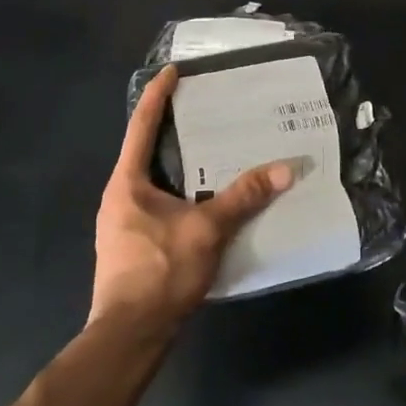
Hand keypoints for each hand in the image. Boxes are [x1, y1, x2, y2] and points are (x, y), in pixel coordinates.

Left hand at [92, 65, 292, 334]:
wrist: (130, 334)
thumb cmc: (160, 271)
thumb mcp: (207, 229)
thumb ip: (244, 197)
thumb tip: (286, 169)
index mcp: (127, 183)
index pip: (141, 126)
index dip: (157, 95)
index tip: (172, 71)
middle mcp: (119, 197)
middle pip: (145, 151)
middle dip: (172, 129)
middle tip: (203, 111)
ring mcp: (124, 224)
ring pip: (153, 182)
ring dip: (179, 165)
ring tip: (211, 153)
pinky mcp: (134, 246)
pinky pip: (159, 205)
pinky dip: (181, 193)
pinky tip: (206, 201)